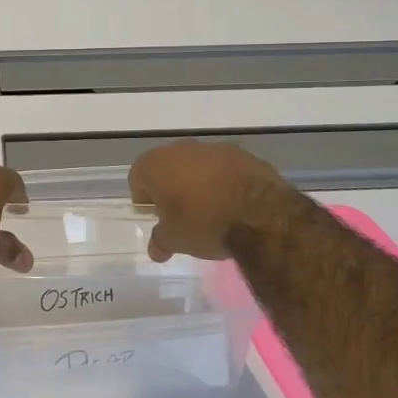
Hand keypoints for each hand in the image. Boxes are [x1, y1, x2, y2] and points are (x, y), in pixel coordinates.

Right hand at [128, 141, 292, 261]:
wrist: (260, 214)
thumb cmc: (204, 223)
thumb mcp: (175, 240)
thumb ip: (160, 241)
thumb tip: (155, 249)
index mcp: (156, 164)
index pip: (137, 177)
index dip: (143, 197)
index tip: (154, 215)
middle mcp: (181, 148)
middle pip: (167, 166)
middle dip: (170, 186)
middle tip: (179, 212)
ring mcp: (214, 148)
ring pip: (196, 164)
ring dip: (197, 181)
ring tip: (208, 208)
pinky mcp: (242, 154)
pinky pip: (223, 167)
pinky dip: (223, 180)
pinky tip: (232, 202)